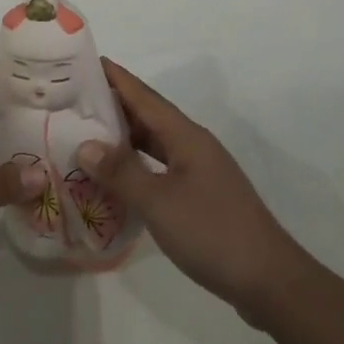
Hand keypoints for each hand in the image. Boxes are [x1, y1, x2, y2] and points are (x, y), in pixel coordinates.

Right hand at [79, 59, 313, 324]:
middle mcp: (193, 145)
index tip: (84, 62)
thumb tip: (85, 145)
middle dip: (114, 104)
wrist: (269, 280)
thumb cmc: (212, 232)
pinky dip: (137, 164)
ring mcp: (200, 171)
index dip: (115, 78)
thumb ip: (121, 172)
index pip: (143, 96)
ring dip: (124, 136)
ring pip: (155, 142)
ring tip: (87, 133)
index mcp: (186, 136)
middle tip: (74, 100)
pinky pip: (160, 166)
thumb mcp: (159, 202)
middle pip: (148, 115)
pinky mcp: (201, 195)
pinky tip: (118, 176)